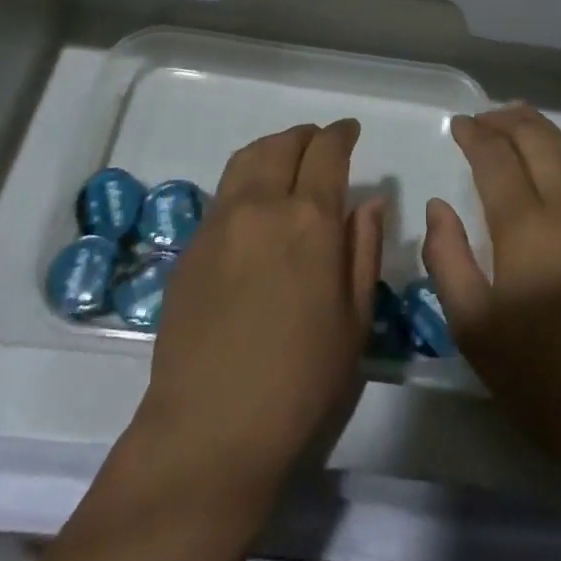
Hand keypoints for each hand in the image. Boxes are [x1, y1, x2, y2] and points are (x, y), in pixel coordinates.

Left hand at [137, 119, 382, 489]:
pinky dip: (246, 179)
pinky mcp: (191, 247)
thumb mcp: (354, 319)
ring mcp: (219, 223)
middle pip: (283, 144)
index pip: (327, 152)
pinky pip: (223, 193)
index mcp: (309, 219)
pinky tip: (254, 205)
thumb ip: (363, 248)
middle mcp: (261, 206)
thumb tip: (370, 200)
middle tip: (321, 143)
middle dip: (306, 136)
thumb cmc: (301, 382)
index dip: (341, 134)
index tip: (350, 130)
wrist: (210, 430)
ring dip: (272, 148)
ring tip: (286, 159)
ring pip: (247, 159)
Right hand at [421, 104, 560, 477]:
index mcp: (528, 228)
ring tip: (514, 122)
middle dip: (507, 119)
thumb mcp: (474, 328)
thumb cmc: (543, 379)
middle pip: (538, 139)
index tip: (458, 125)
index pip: (497, 157)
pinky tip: (551, 170)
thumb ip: (447, 258)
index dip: (475, 134)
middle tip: (483, 117)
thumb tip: (438, 207)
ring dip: (538, 130)